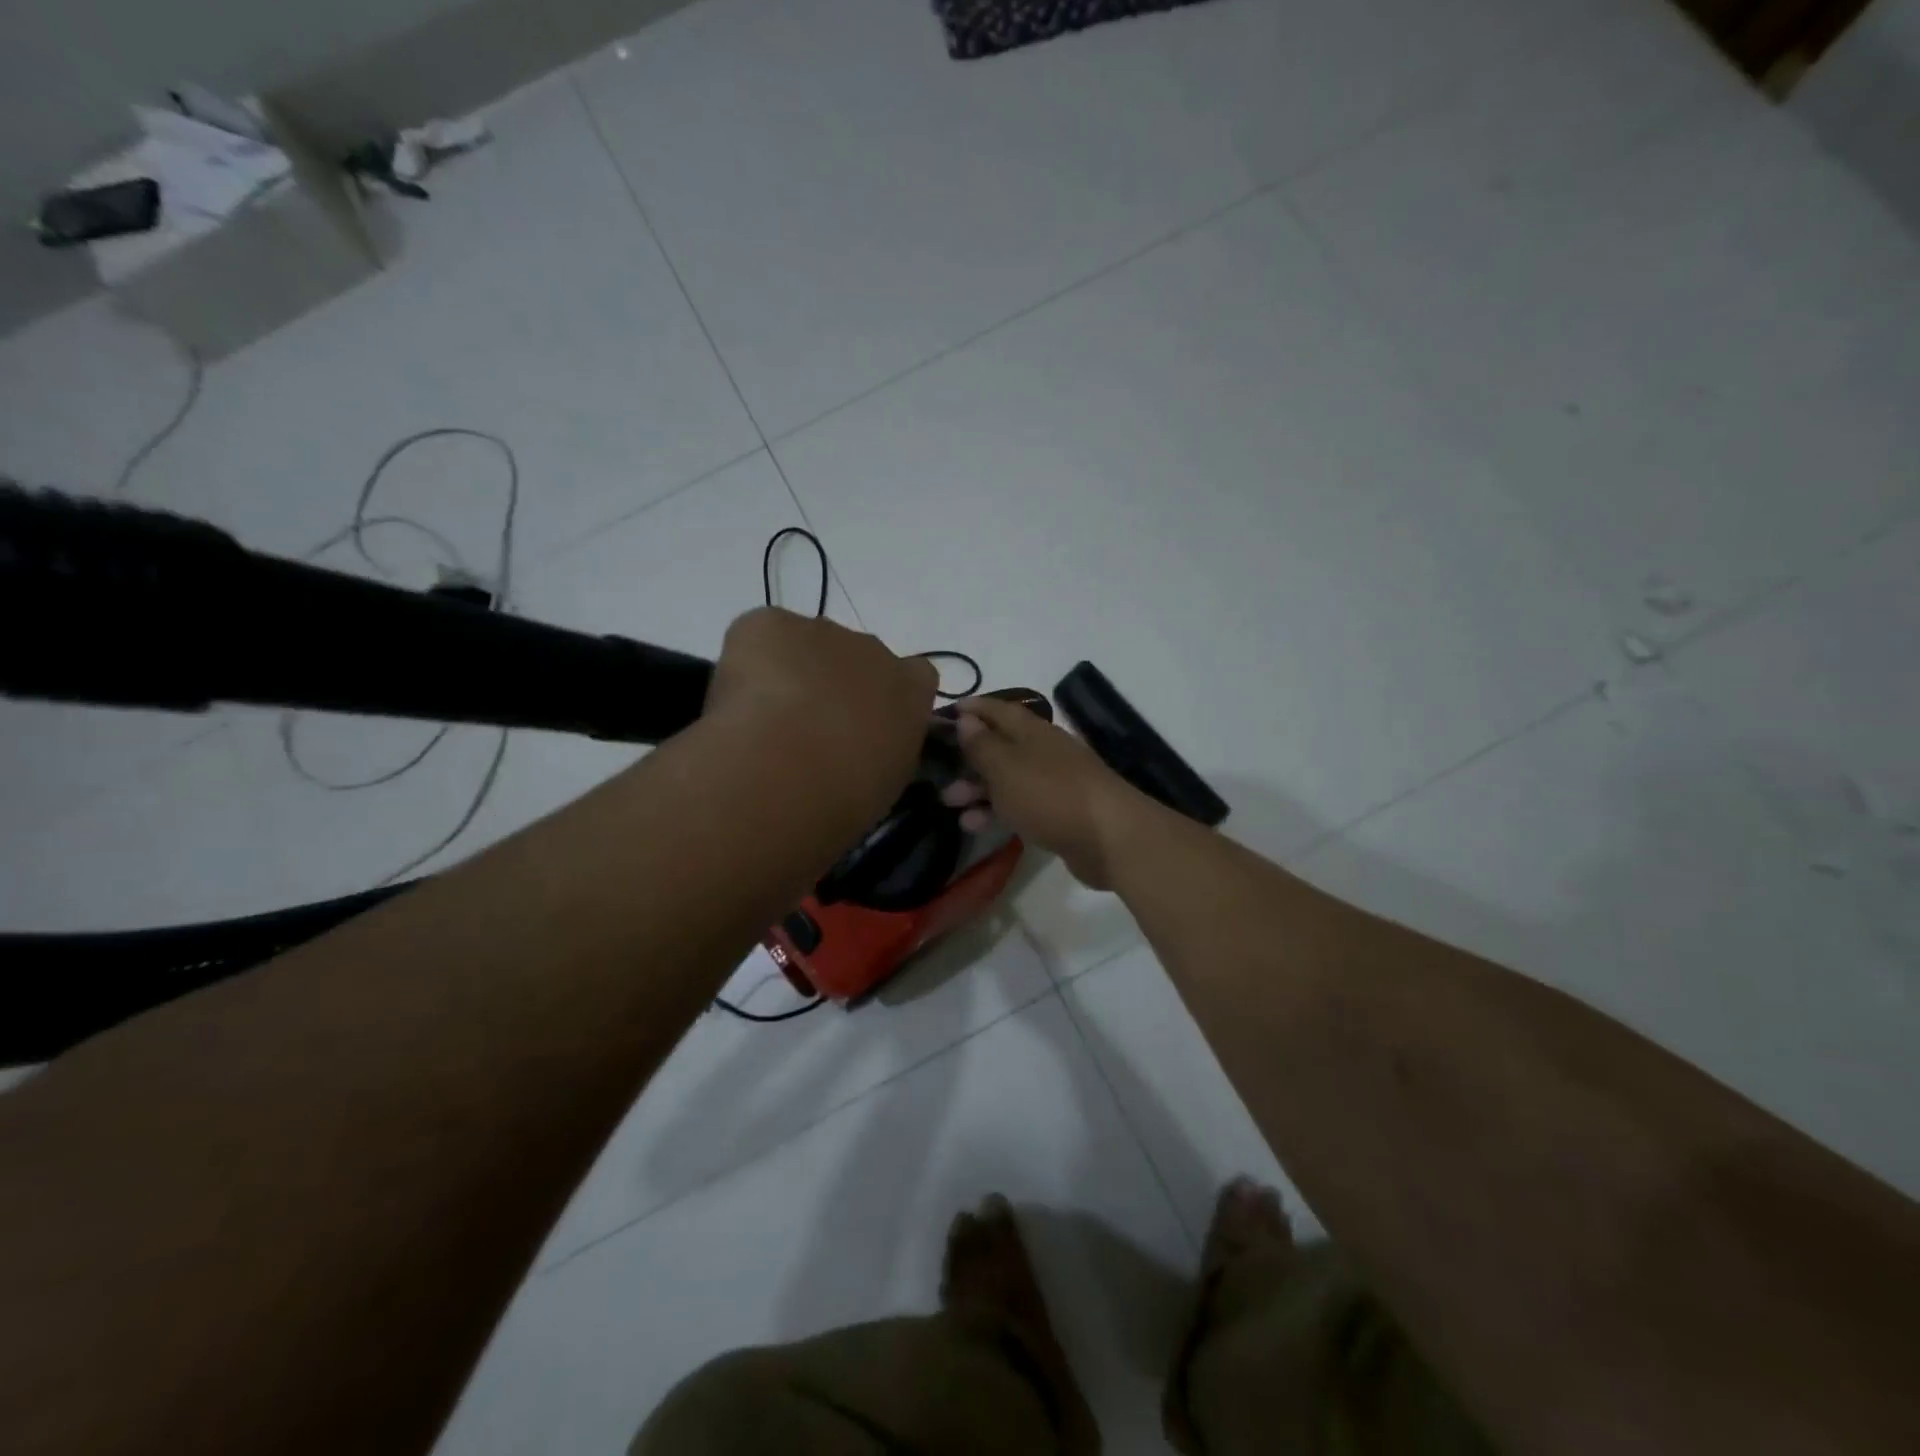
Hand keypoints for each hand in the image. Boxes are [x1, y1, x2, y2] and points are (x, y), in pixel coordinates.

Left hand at [706, 608, 937, 815]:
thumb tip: (866, 748)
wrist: (791, 768)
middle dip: (834, 684)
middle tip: (808, 730)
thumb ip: (886, 750)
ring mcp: (821, 630)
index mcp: (911, 688)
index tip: (866, 726)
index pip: (914, 676)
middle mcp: (873, 648)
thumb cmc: (850, 790)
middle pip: (855, 657)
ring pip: (805, 645)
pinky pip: (758, 636)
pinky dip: (747, 661)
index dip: (886, 697)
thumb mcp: (888, 781)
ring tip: (765, 721)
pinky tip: (738, 701)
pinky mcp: (770, 624)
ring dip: (790, 671)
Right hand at [942, 696, 1157, 889]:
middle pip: (1001, 746)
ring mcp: (1055, 783)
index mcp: (1032, 731)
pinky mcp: (1059, 813)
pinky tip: (975, 825)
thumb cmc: (1050, 794)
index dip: (973, 709)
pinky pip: (1020, 806)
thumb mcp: (1006, 767)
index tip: (946, 713)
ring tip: (950, 803)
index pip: (998, 710)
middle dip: (969, 757)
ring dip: (978, 788)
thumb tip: (966, 718)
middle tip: (939, 770)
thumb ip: (982, 744)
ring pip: (1008, 779)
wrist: (1109, 837)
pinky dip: (997, 811)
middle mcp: (1044, 751)